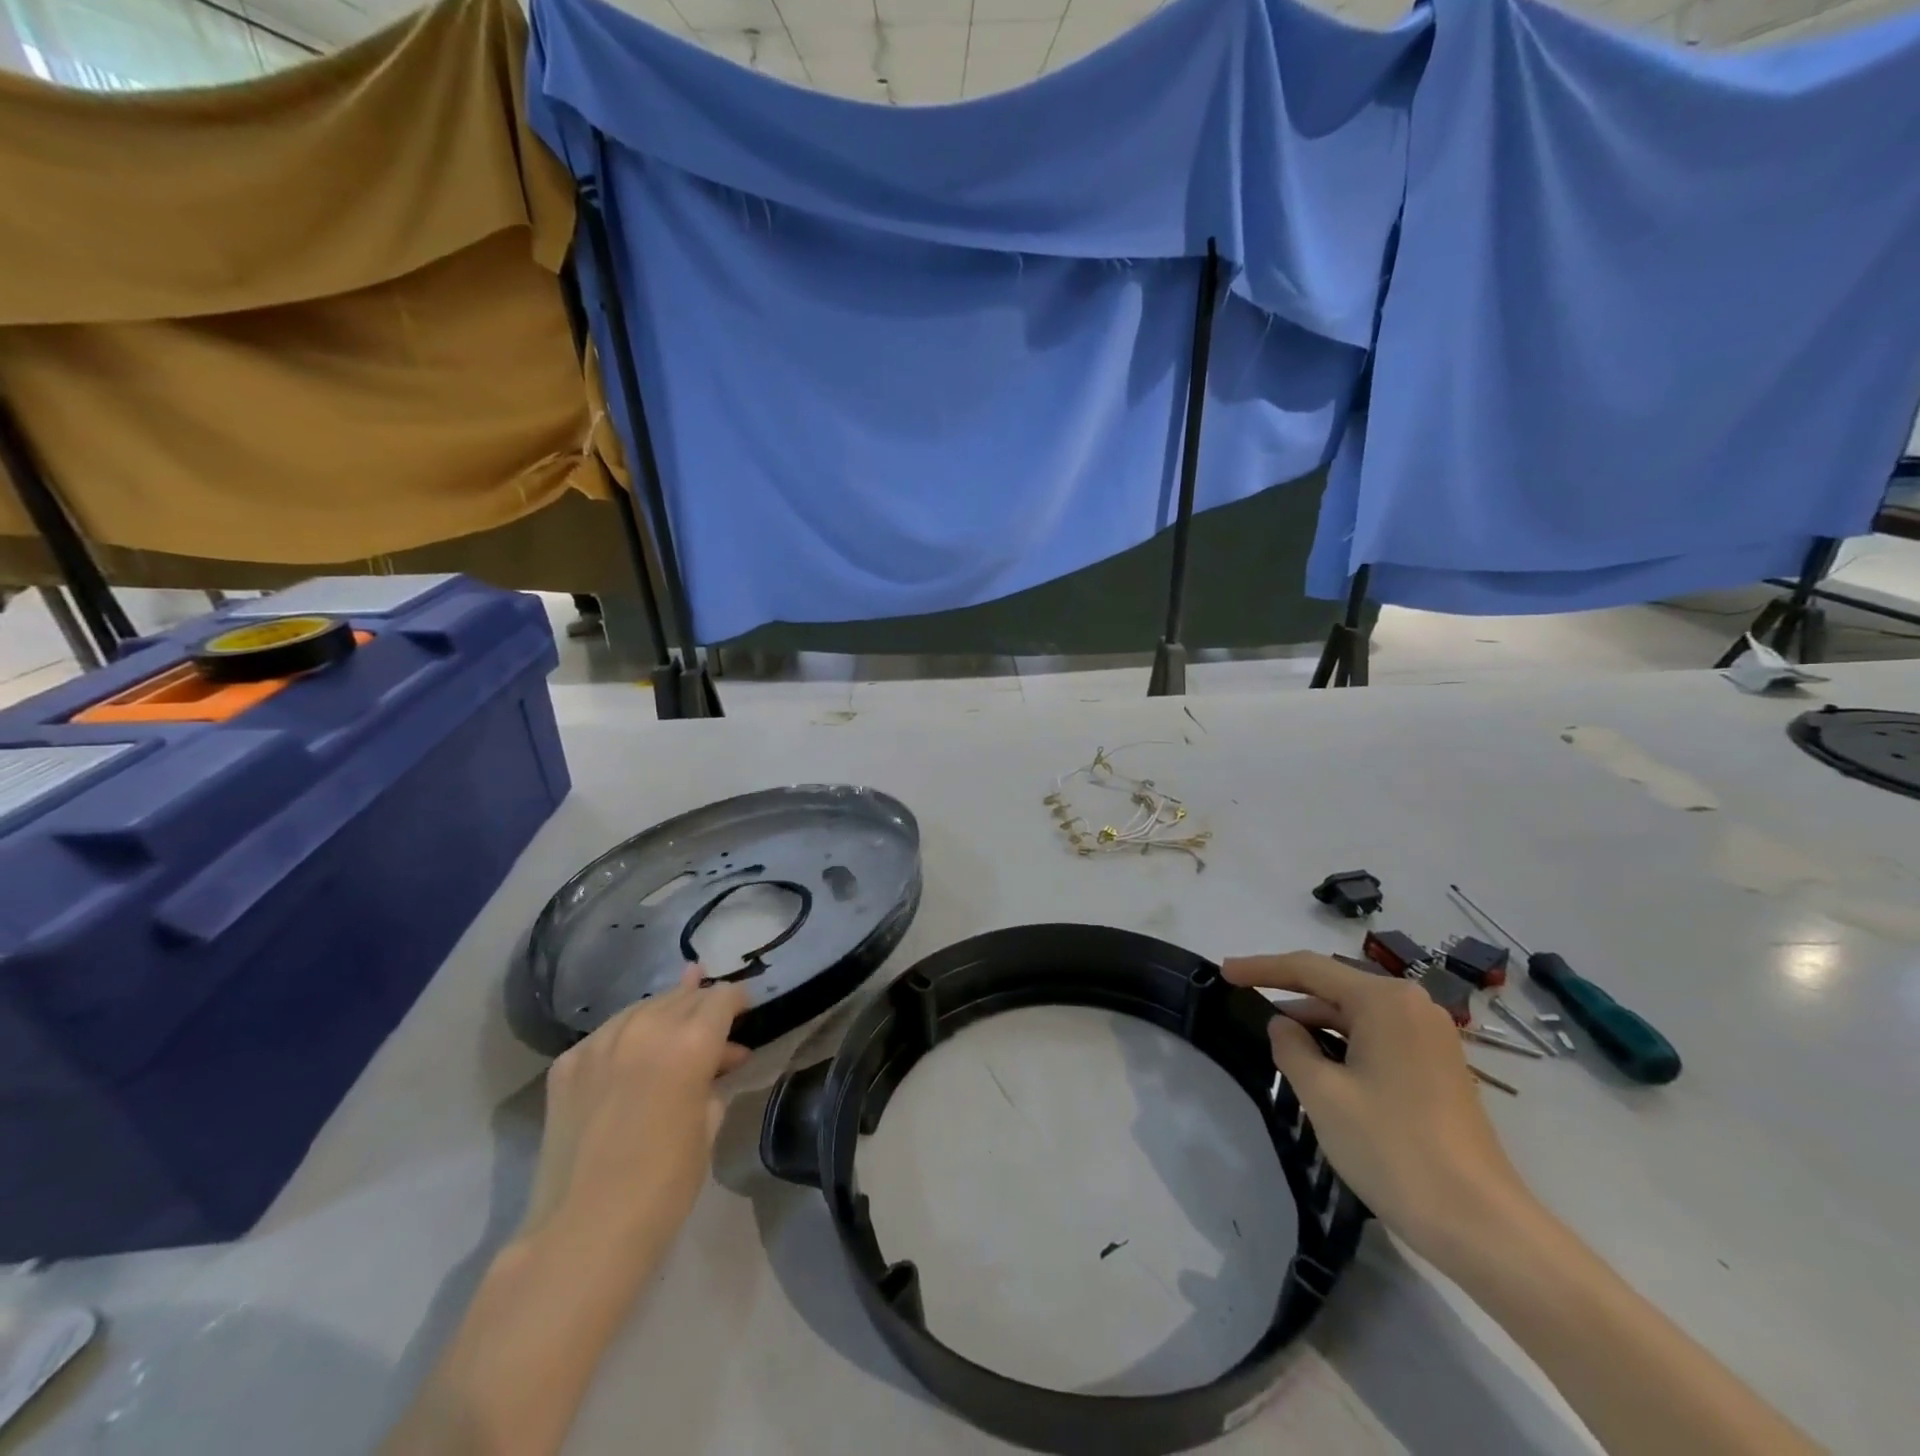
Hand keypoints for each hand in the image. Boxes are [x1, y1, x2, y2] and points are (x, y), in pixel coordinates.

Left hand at [521, 968, 750, 1260]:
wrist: (582, 1233)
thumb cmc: (663, 1187)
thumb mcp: (708, 1126)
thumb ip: (714, 1080)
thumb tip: (720, 1059)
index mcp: (690, 1043)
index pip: (721, 998)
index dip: (738, 1000)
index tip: (745, 1010)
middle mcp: (646, 1029)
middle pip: (683, 997)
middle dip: (702, 1005)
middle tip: (714, 1024)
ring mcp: (600, 1043)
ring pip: (643, 1007)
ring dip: (665, 1015)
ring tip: (675, 1030)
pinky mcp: (567, 1064)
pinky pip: (607, 1034)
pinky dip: (626, 1037)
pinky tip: (632, 1057)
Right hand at [1222, 951, 1531, 1264]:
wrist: (1482, 1226)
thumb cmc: (1393, 1149)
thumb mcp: (1323, 1094)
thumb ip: (1291, 1047)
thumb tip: (1283, 1024)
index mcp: (1385, 1001)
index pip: (1309, 968)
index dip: (1261, 968)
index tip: (1224, 973)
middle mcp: (1413, 1006)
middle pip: (1335, 987)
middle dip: (1289, 994)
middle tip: (1244, 1000)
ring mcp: (1431, 1037)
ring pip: (1356, 1015)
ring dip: (1316, 1023)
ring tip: (1275, 1039)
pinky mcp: (1438, 1067)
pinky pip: (1377, 1038)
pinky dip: (1343, 1043)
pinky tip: (1318, 1064)